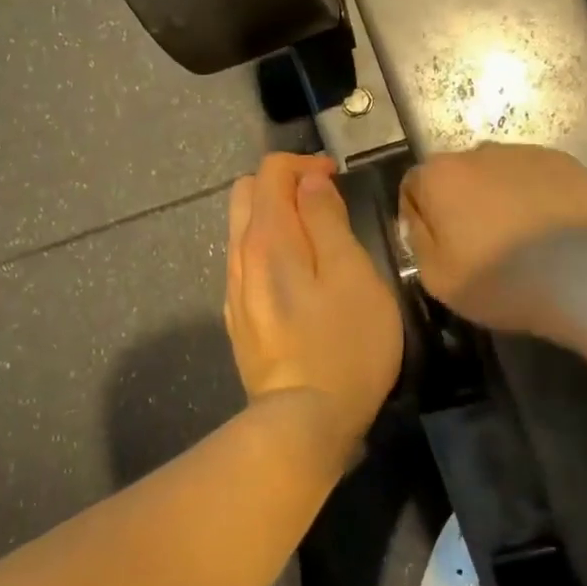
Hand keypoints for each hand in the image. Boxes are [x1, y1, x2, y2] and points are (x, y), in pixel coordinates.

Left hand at [226, 153, 403, 441]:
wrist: (304, 421)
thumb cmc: (344, 344)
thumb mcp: (352, 274)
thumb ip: (327, 220)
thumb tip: (309, 182)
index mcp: (268, 238)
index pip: (270, 172)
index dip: (304, 164)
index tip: (336, 178)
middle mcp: (240, 256)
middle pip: (246, 194)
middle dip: (283, 184)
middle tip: (324, 202)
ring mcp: (234, 289)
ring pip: (242, 229)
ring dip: (275, 217)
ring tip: (316, 238)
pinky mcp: (238, 318)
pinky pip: (245, 262)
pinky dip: (268, 248)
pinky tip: (297, 275)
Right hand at [399, 143, 586, 329]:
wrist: (586, 277)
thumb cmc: (501, 281)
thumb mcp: (436, 278)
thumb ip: (418, 239)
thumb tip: (420, 218)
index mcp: (439, 176)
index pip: (413, 187)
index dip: (421, 218)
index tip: (439, 247)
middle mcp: (477, 152)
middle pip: (457, 177)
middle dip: (461, 203)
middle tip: (480, 245)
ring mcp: (525, 152)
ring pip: (497, 174)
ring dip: (499, 197)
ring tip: (521, 239)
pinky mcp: (566, 162)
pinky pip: (536, 177)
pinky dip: (535, 196)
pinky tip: (549, 231)